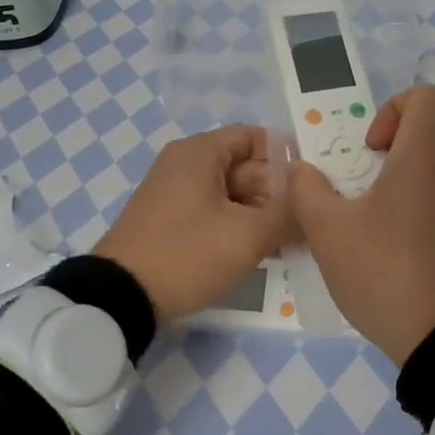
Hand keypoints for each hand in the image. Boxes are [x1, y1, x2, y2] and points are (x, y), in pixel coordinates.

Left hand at [94, 125, 294, 322]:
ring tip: (292, 242)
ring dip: (262, 214)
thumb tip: (311, 198)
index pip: (254, 136)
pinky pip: (215, 213)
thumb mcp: (246, 235)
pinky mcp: (171, 221)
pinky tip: (263, 252)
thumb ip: (287, 212)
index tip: (313, 185)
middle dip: (278, 193)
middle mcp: (185, 164)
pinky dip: (239, 226)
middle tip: (308, 223)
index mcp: (200, 153)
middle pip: (245, 166)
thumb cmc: (187, 254)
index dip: (287, 157)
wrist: (121, 297)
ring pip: (232, 193)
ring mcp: (175, 194)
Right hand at [290, 86, 434, 366]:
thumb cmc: (383, 272)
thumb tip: (302, 170)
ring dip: (413, 159)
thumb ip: (306, 189)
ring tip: (379, 199)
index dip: (392, 108)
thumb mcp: (327, 231)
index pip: (426, 95)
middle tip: (369, 167)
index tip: (369, 148)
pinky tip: (399, 228)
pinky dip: (428, 186)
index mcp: (426, 155)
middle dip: (400, 131)